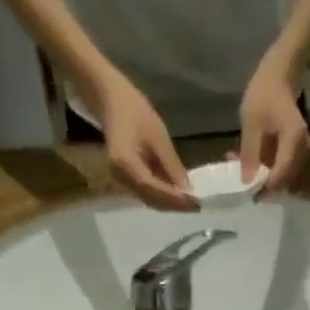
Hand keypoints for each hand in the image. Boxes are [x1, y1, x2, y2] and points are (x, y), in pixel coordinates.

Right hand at [95, 76, 196, 211]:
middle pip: (151, 200)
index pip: (153, 189)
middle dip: (175, 205)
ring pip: (149, 200)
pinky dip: (162, 197)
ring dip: (170, 204)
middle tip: (197, 206)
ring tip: (190, 203)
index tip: (195, 203)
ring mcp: (121, 181)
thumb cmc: (134, 111)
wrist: (112, 102)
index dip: (175, 199)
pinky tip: (177, 195)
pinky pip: (146, 194)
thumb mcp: (158, 135)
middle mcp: (120, 177)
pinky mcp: (125, 180)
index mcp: (125, 163)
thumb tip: (187, 190)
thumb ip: (171, 165)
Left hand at [239, 62, 309, 193]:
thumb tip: (247, 182)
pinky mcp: (293, 148)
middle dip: (261, 183)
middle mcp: (302, 150)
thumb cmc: (265, 92)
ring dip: (260, 174)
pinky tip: (246, 159)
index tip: (248, 195)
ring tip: (238, 168)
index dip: (265, 189)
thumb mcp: (252, 123)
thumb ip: (249, 154)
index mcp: (294, 143)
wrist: (280, 72)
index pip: (280, 176)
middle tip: (240, 184)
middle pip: (283, 178)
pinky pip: (280, 163)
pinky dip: (263, 164)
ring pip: (280, 172)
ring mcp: (299, 149)